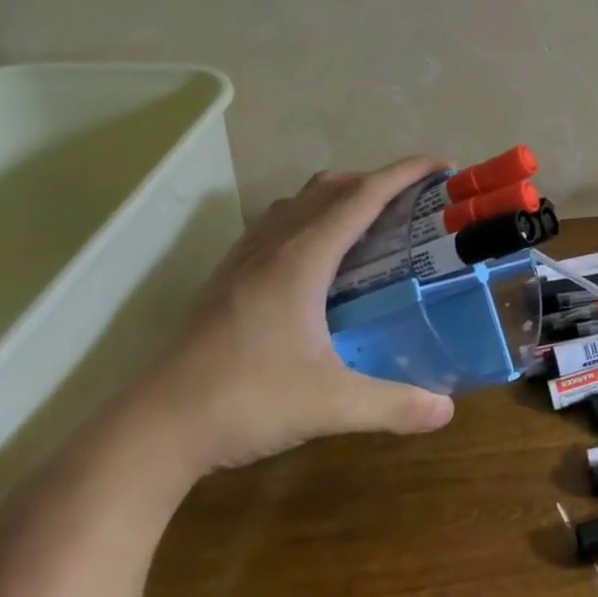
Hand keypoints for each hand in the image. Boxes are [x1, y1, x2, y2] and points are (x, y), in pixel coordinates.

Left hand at [121, 157, 456, 479]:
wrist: (151, 430)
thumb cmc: (244, 402)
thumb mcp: (329, 405)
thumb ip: (393, 405)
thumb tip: (446, 411)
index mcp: (302, 259)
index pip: (363, 196)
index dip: (405, 173)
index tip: (442, 166)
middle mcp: (272, 247)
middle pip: (331, 187)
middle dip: (378, 181)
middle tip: (414, 205)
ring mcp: (242, 260)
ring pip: (297, 202)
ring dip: (339, 197)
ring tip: (370, 225)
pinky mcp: (225, 279)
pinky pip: (274, 225)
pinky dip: (308, 219)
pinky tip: (316, 259)